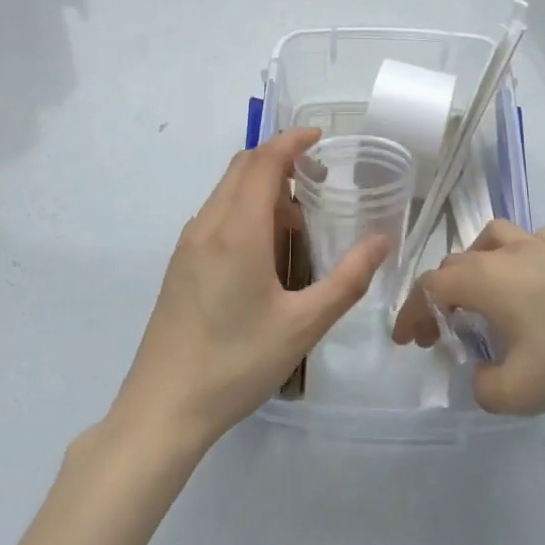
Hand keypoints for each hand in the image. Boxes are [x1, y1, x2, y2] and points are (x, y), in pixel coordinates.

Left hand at [110, 128, 390, 454]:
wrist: (162, 408)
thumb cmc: (236, 363)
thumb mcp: (303, 326)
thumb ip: (347, 280)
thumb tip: (382, 241)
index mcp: (237, 231)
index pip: (263, 162)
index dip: (292, 141)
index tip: (320, 137)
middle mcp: (208, 225)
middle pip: (242, 167)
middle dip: (279, 159)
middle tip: (317, 176)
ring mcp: (188, 244)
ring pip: (226, 190)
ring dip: (261, 186)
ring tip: (297, 219)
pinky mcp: (180, 264)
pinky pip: (215, 214)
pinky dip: (244, 208)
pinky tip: (264, 248)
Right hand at [391, 220, 544, 414]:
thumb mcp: (522, 391)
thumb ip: (487, 388)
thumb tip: (485, 376)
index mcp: (484, 278)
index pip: (431, 286)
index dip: (412, 312)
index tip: (405, 341)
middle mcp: (507, 252)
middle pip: (458, 262)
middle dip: (442, 296)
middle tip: (444, 332)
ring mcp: (544, 245)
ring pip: (494, 239)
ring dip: (479, 265)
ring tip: (487, 296)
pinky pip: (533, 245)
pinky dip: (520, 262)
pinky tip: (538, 286)